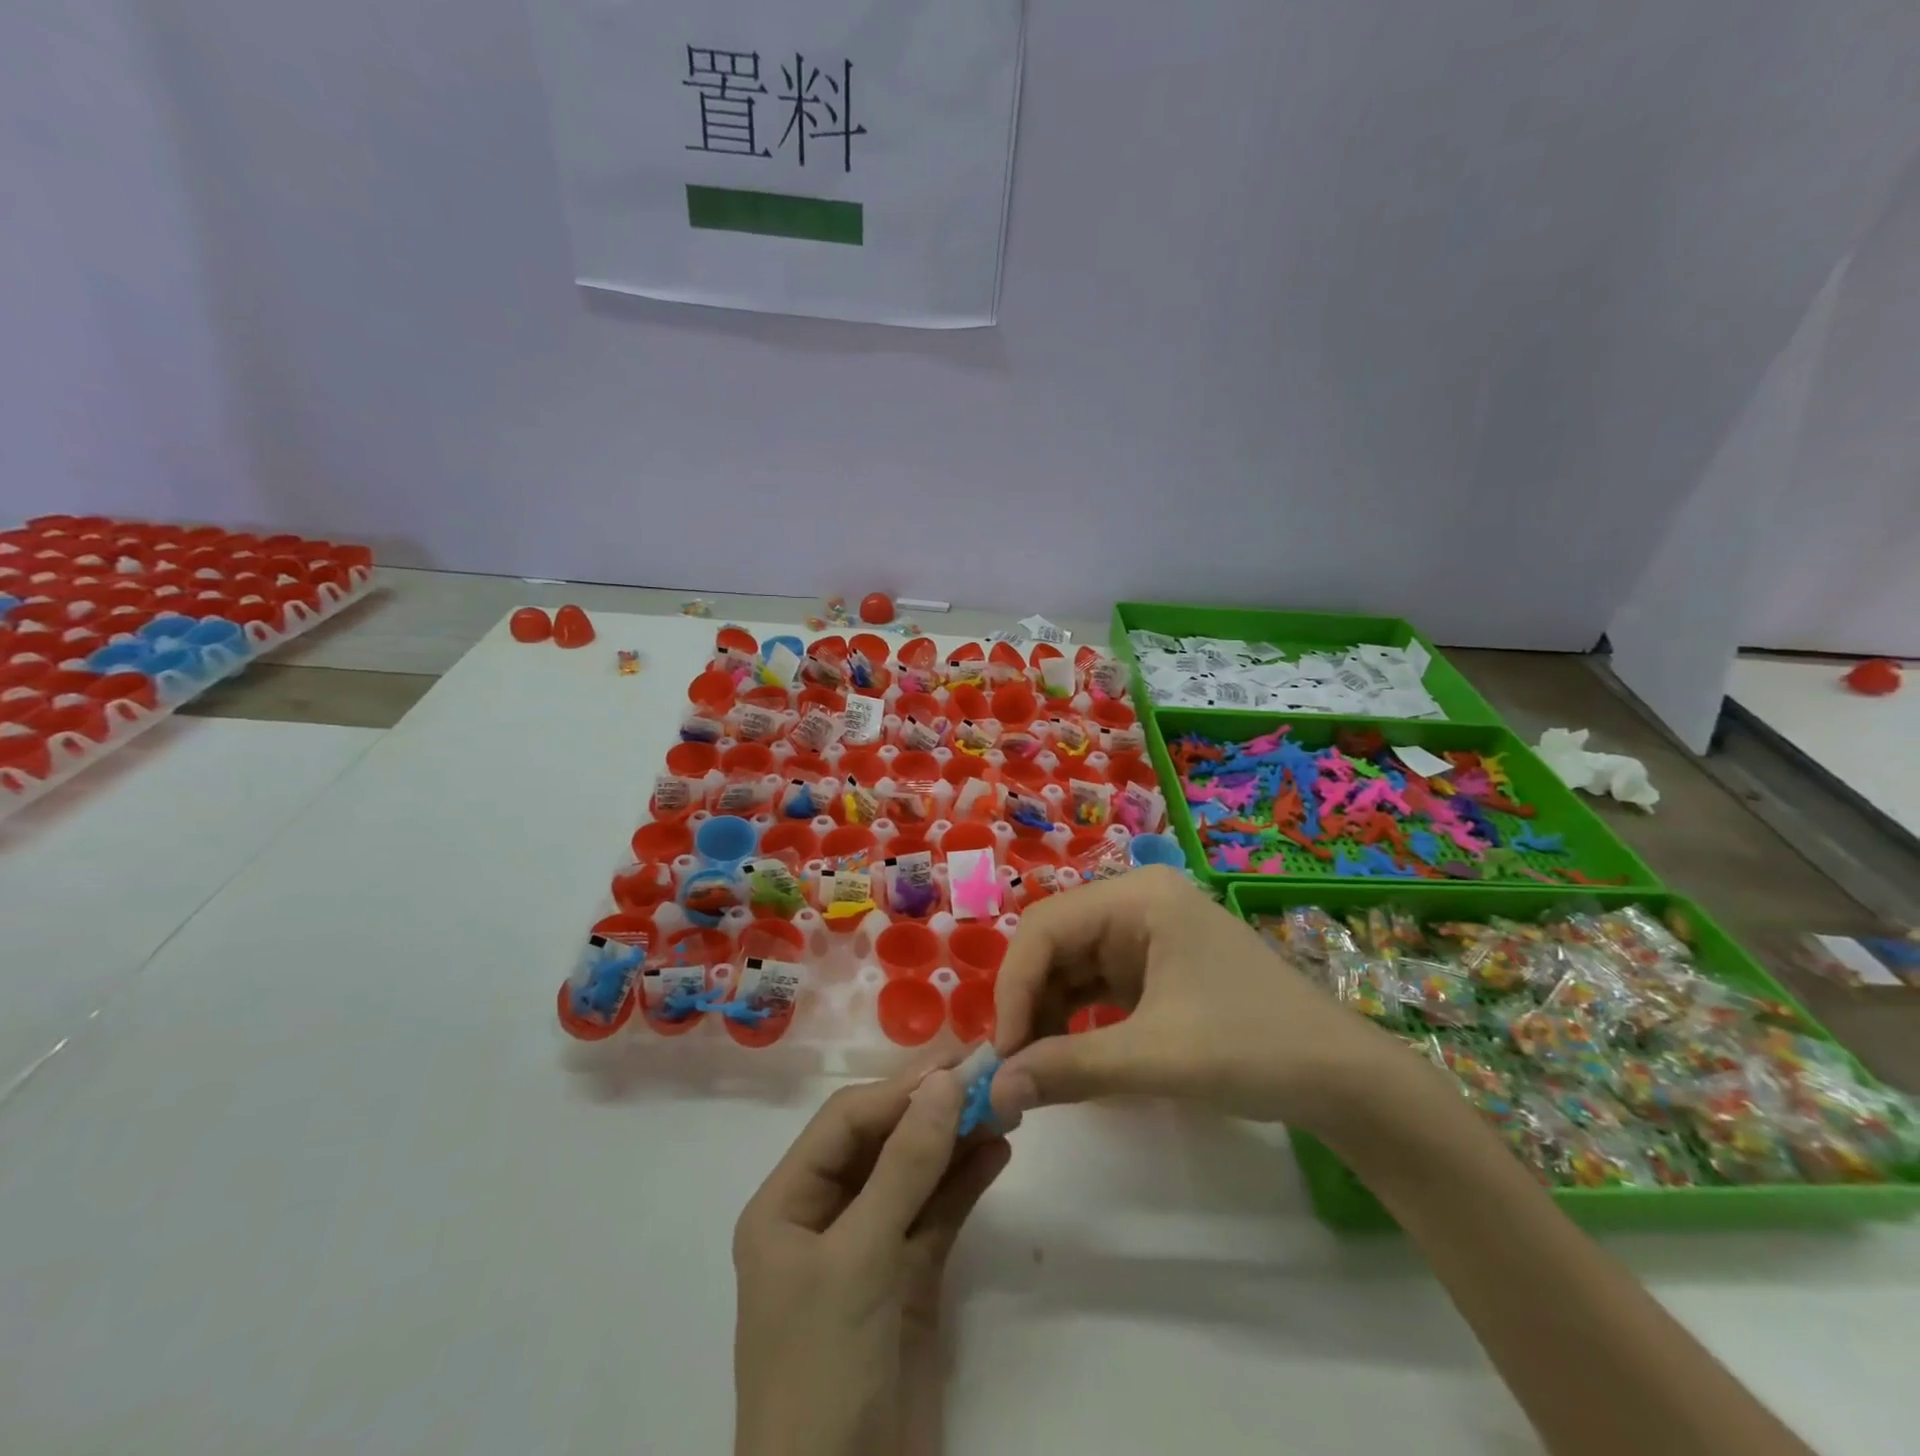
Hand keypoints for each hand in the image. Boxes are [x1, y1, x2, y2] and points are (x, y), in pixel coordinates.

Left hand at [733, 1062, 1010, 1455]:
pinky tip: (999, 1152)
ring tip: (1005, 1107)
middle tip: (988, 1074)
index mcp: (787, 1205)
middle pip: (882, 1143)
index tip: (956, 1064)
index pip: (846, 1123)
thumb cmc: (824, 1370)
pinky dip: (966, 1183)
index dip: (899, 1089)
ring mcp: (868, 1249)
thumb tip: (946, 1081)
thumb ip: (905, 1165)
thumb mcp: (860, 1257)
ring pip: (915, 1175)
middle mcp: (824, 1217)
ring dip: (956, 1141)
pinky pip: (937, 1215)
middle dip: (931, 1109)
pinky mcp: (907, 1282)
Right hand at [988, 867, 1404, 1132]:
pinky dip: (1076, 1020)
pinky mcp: (1157, 968)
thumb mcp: (1155, 1058)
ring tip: (1034, 1070)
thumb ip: (1068, 1068)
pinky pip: (1097, 986)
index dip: (1014, 987)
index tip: (1003, 1055)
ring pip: (1072, 966)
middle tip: (1012, 1068)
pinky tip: (1066, 1057)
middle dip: (1029, 1002)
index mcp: (1137, 897)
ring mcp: (1148, 935)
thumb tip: (993, 1092)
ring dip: (1048, 1015)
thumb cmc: (1253, 1048)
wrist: (1345, 1081)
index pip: (1046, 927)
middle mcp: (1136, 903)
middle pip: (1055, 943)